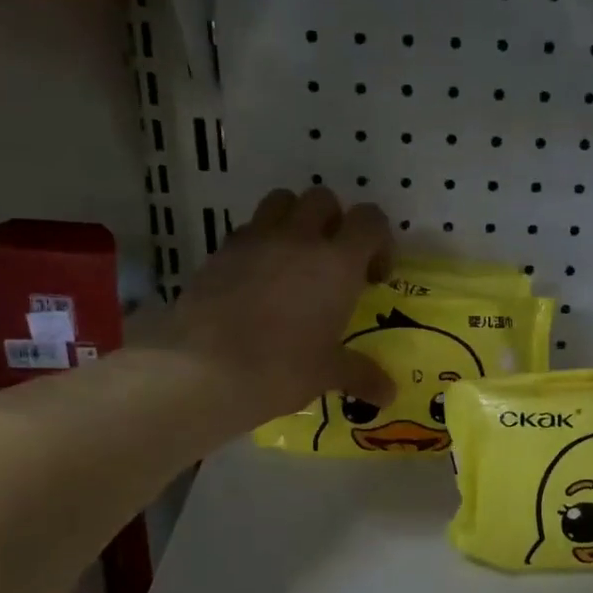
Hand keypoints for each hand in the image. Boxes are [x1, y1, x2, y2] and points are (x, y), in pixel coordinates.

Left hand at [167, 186, 394, 424]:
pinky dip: (258, 243)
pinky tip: (256, 281)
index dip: (378, 240)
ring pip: (281, 202)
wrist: (202, 369)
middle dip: (333, 222)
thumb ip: (361, 374)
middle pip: (323, 199)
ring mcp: (255, 240)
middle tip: (332, 263)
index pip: (370, 220)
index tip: (373, 276)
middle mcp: (298, 238)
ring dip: (294, 220)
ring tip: (293, 261)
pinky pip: (247, 230)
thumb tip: (390, 393)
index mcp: (336, 262)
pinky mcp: (220, 251)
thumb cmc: (280, 368)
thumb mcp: (326, 373)